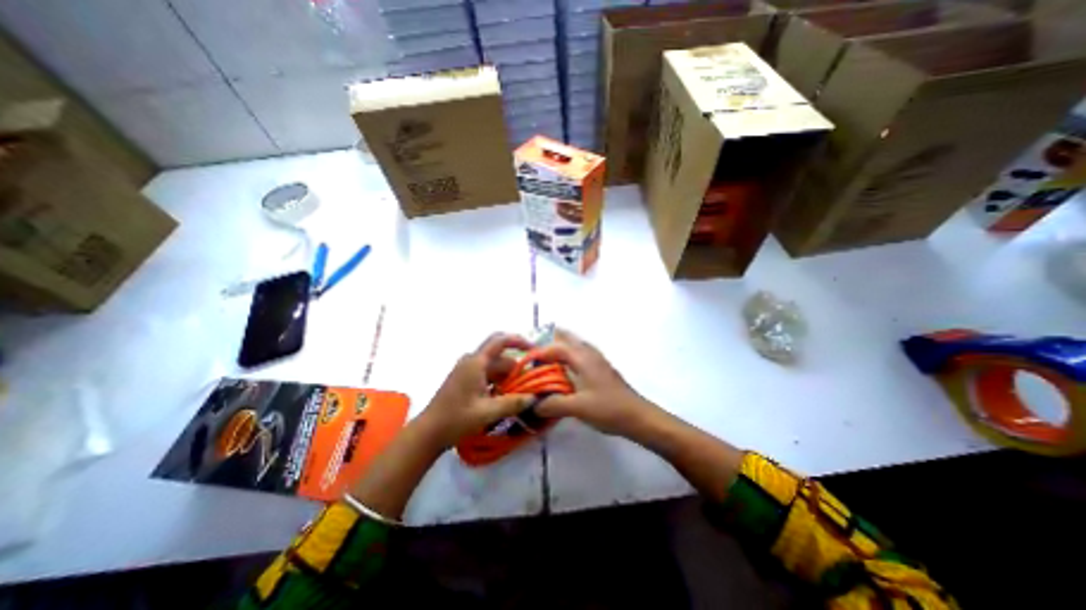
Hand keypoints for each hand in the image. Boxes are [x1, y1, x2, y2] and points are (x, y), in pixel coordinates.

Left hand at [415, 332, 534, 450]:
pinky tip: (505, 398)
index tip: (535, 351)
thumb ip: (513, 403)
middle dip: (517, 369)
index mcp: (476, 362)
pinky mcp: (465, 380)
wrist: (428, 432)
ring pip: (495, 368)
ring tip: (521, 394)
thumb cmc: (456, 419)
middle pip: (501, 358)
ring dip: (508, 378)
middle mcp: (472, 361)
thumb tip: (534, 398)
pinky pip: (488, 375)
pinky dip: (499, 383)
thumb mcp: (487, 412)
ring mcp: (467, 370)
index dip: (519, 341)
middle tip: (531, 383)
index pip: (501, 341)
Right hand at [534, 329, 661, 437]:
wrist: (638, 416)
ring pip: (575, 345)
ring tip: (546, 361)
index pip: (556, 347)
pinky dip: (569, 357)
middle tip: (535, 354)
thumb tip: (533, 405)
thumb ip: (553, 404)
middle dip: (550, 341)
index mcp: (582, 358)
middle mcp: (589, 354)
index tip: (525, 363)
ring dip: (560, 348)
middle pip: (567, 338)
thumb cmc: (608, 409)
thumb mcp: (577, 408)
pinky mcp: (601, 369)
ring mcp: (597, 360)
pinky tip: (565, 372)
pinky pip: (581, 354)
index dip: (539, 352)